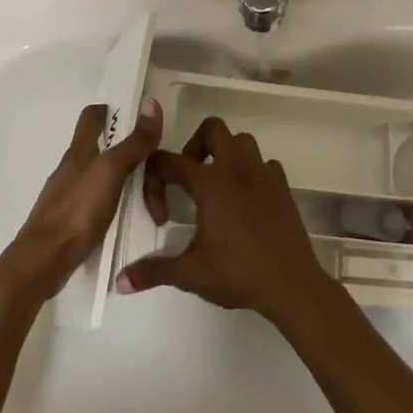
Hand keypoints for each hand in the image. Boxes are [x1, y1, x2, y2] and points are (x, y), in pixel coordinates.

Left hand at [1, 97, 162, 299]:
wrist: (43, 261)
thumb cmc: (77, 211)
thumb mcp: (111, 172)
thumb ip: (133, 142)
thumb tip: (151, 103)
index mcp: (80, 151)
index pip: (93, 116)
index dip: (114, 111)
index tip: (140, 121)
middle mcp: (72, 168)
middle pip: (106, 150)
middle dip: (134, 159)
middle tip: (160, 179)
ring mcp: (70, 194)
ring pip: (105, 178)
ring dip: (130, 185)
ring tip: (153, 208)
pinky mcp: (71, 219)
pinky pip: (100, 203)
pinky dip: (118, 206)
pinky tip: (130, 220)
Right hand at [116, 116, 334, 323]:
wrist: (292, 284)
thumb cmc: (239, 274)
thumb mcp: (191, 274)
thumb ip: (153, 271)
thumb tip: (119, 282)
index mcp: (210, 183)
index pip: (169, 161)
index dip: (155, 182)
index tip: (161, 217)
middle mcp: (236, 169)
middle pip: (212, 129)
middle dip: (194, 146)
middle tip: (188, 179)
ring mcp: (263, 174)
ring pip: (242, 141)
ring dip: (225, 153)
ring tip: (215, 185)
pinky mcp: (283, 186)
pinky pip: (264, 163)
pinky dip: (251, 171)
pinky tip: (245, 199)